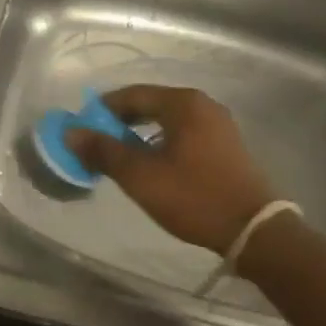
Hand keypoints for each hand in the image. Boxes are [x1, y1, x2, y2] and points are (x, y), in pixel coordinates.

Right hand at [64, 85, 277, 253]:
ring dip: (140, 134)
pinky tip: (152, 165)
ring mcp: (219, 125)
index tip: (83, 130)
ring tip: (121, 157)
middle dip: (120, 122)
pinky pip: (184, 133)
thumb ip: (103, 151)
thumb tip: (71, 132)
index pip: (132, 94)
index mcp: (183, 103)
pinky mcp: (227, 145)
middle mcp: (203, 105)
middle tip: (98, 145)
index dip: (102, 110)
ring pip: (167, 120)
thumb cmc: (193, 197)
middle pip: (150, 104)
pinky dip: (162, 142)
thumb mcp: (140, 176)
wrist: (254, 231)